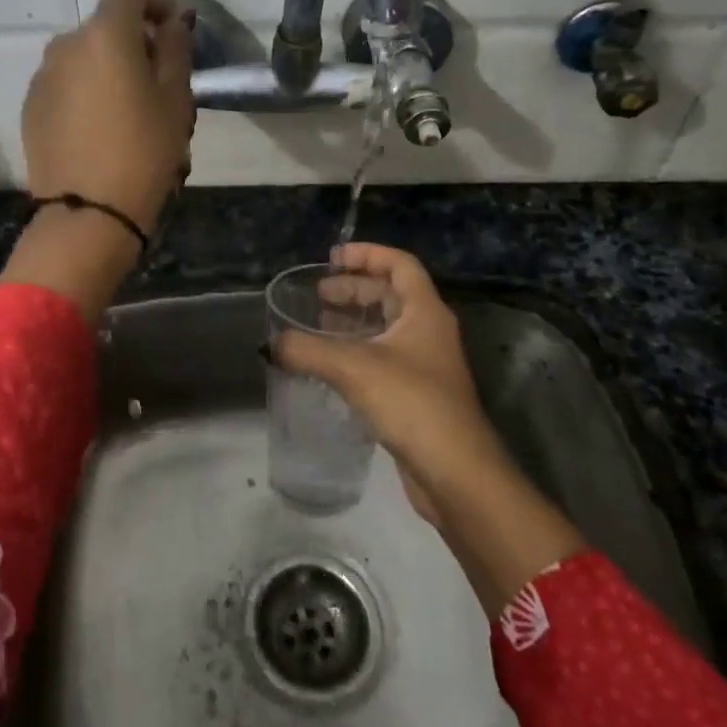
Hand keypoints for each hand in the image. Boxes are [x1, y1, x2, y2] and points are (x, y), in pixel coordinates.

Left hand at [1, 0, 195, 319]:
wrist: (88, 215)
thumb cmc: (144, 153)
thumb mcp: (175, 100)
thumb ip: (176, 49)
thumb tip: (173, 21)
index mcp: (104, 35)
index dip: (157, 0)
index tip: (175, 30)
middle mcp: (65, 45)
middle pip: (105, 26)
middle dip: (135, 42)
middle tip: (160, 82)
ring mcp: (42, 77)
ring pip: (83, 57)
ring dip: (108, 69)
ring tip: (130, 112)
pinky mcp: (31, 108)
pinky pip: (65, 85)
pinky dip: (85, 92)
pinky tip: (101, 131)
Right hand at [272, 244, 502, 521]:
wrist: (455, 472)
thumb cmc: (411, 403)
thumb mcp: (353, 368)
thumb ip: (306, 350)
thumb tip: (270, 344)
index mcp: (425, 311)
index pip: (400, 264)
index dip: (367, 254)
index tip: (332, 258)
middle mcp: (429, 331)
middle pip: (391, 294)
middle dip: (354, 289)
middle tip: (318, 295)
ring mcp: (426, 364)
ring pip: (387, 328)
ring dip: (354, 321)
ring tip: (318, 325)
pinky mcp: (418, 394)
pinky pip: (384, 357)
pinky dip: (357, 351)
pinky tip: (331, 365)